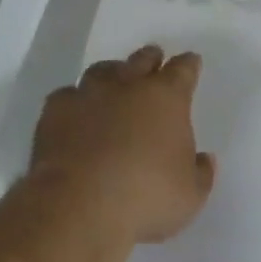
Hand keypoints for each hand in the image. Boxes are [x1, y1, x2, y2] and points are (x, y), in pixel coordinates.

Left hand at [31, 45, 214, 244]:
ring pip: (103, 70)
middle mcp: (128, 85)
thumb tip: (204, 159)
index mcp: (166, 98)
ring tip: (113, 81)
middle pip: (142, 59)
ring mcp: (89, 93)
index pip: (183, 70)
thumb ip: (200, 174)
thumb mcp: (190, 196)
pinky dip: (75, 101)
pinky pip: (68, 95)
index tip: (191, 62)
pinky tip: (75, 112)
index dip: (188, 66)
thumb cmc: (145, 197)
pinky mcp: (56, 110)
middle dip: (150, 58)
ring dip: (112, 73)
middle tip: (154, 58)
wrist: (79, 203)